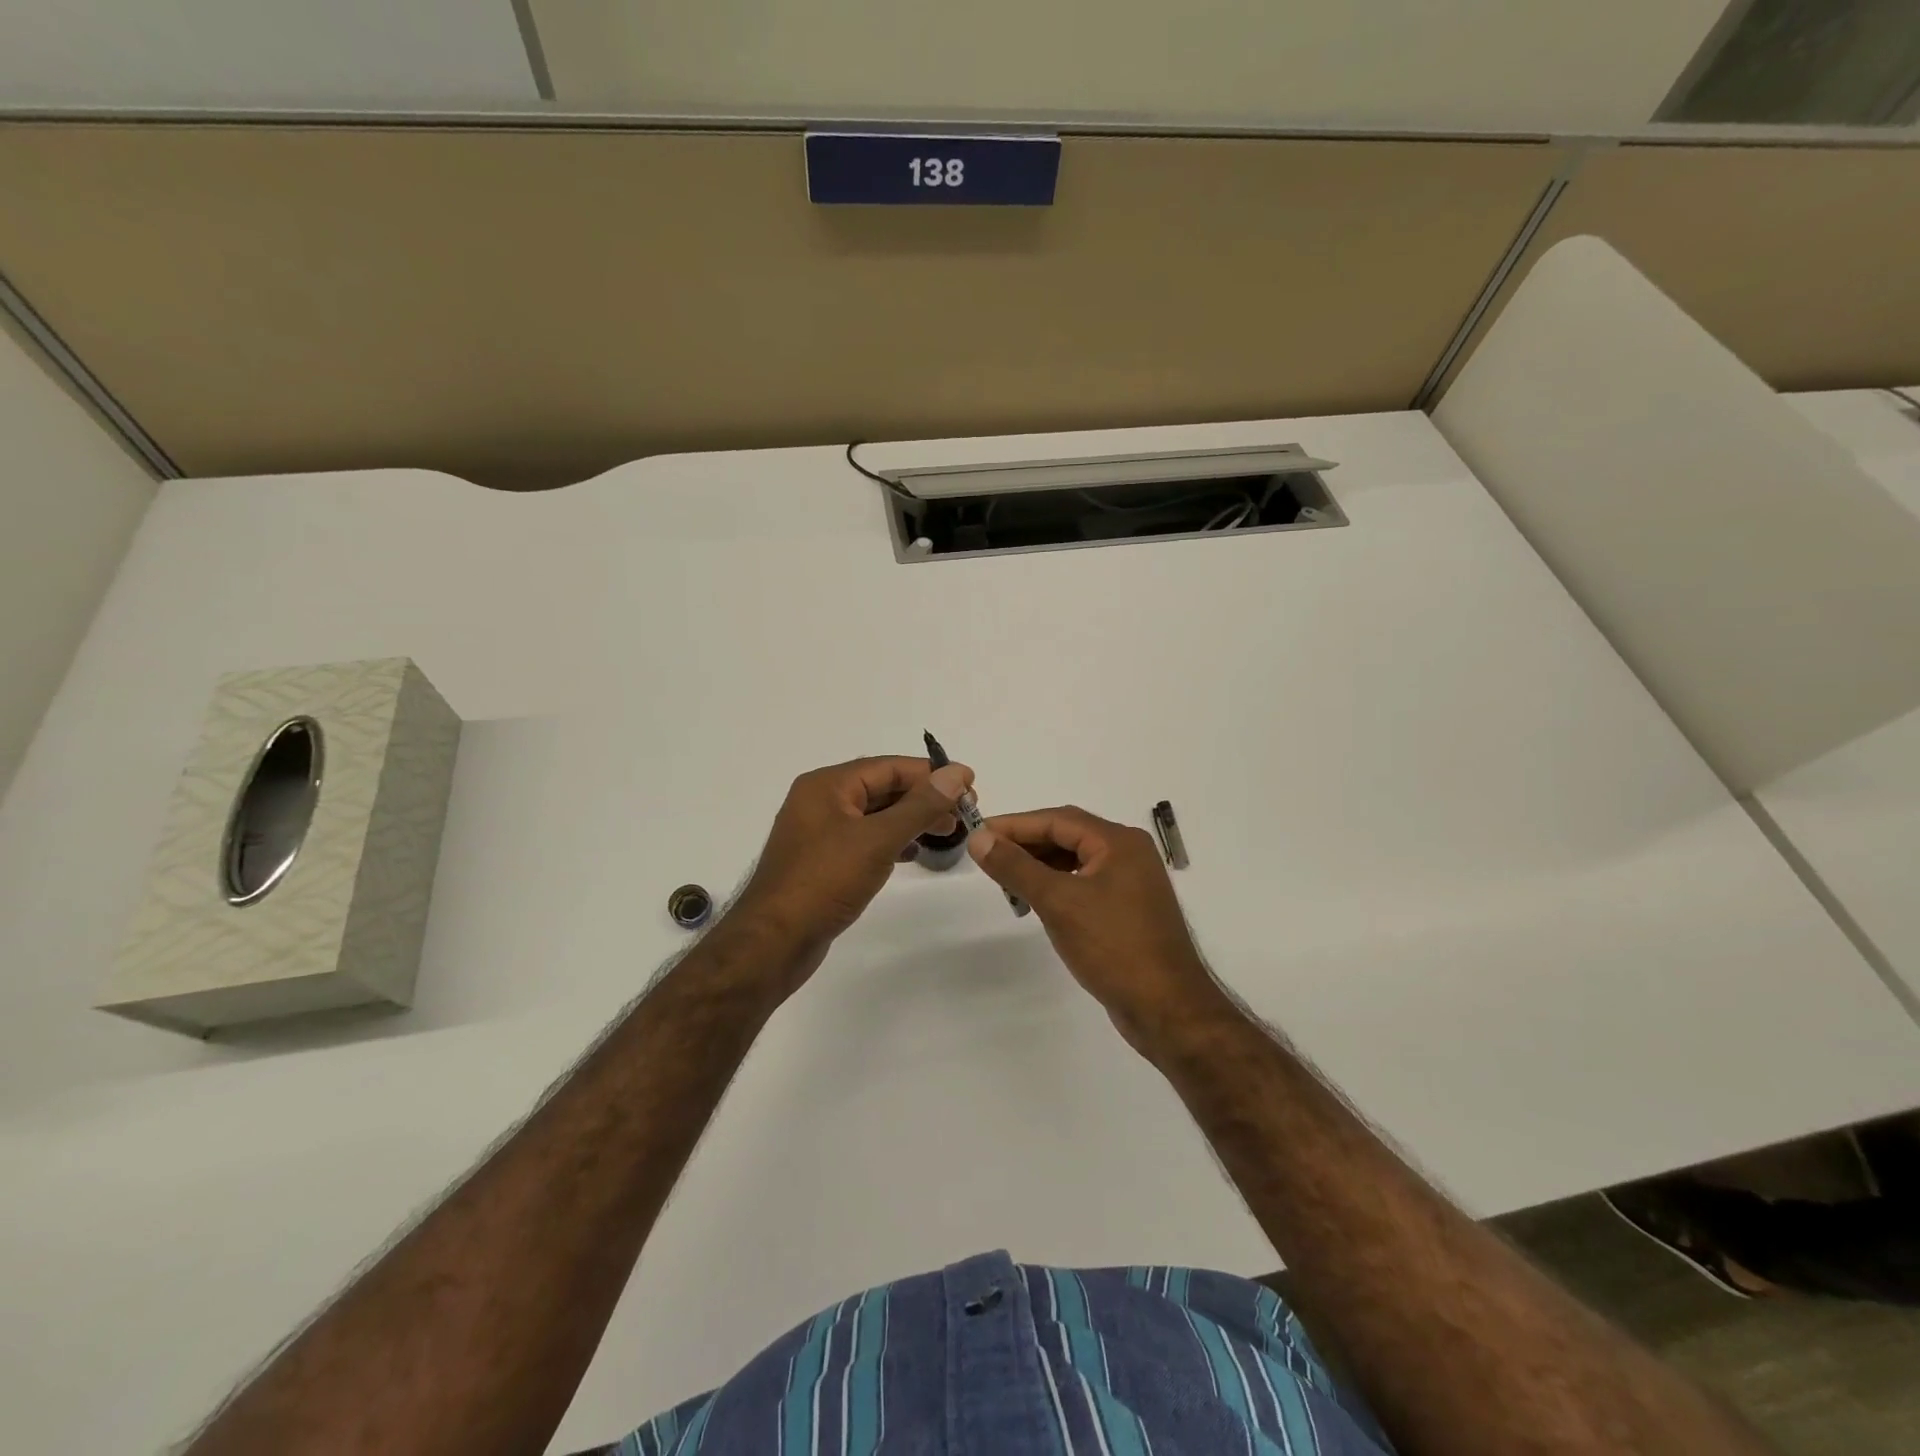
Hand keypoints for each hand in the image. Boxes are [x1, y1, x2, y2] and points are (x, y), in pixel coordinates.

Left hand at [733, 756, 973, 974]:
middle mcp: (821, 801)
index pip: (888, 767)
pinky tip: (914, 852)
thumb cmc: (824, 881)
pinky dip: (892, 840)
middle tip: (963, 811)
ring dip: (911, 818)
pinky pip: (865, 839)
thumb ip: (919, 806)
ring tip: (947, 830)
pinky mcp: (823, 862)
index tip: (970, 783)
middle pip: (881, 787)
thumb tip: (955, 773)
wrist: (775, 942)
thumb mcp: (877, 839)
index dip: (931, 773)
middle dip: (924, 796)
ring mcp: (820, 833)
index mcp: (827, 785)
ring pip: (875, 815)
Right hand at [968, 806, 1234, 1058]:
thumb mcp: (1058, 902)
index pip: (1057, 820)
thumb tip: (979, 838)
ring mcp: (1131, 882)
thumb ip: (1016, 867)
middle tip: (986, 856)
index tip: (978, 833)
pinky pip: (1084, 883)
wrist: (1167, 1009)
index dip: (1015, 825)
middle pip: (1068, 835)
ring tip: (1006, 880)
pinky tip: (1036, 900)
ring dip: (1040, 866)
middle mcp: (1128, 853)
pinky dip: (1057, 886)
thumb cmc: (1113, 947)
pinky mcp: (1128, 909)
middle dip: (1026, 844)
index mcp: (1118, 842)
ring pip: (1075, 860)